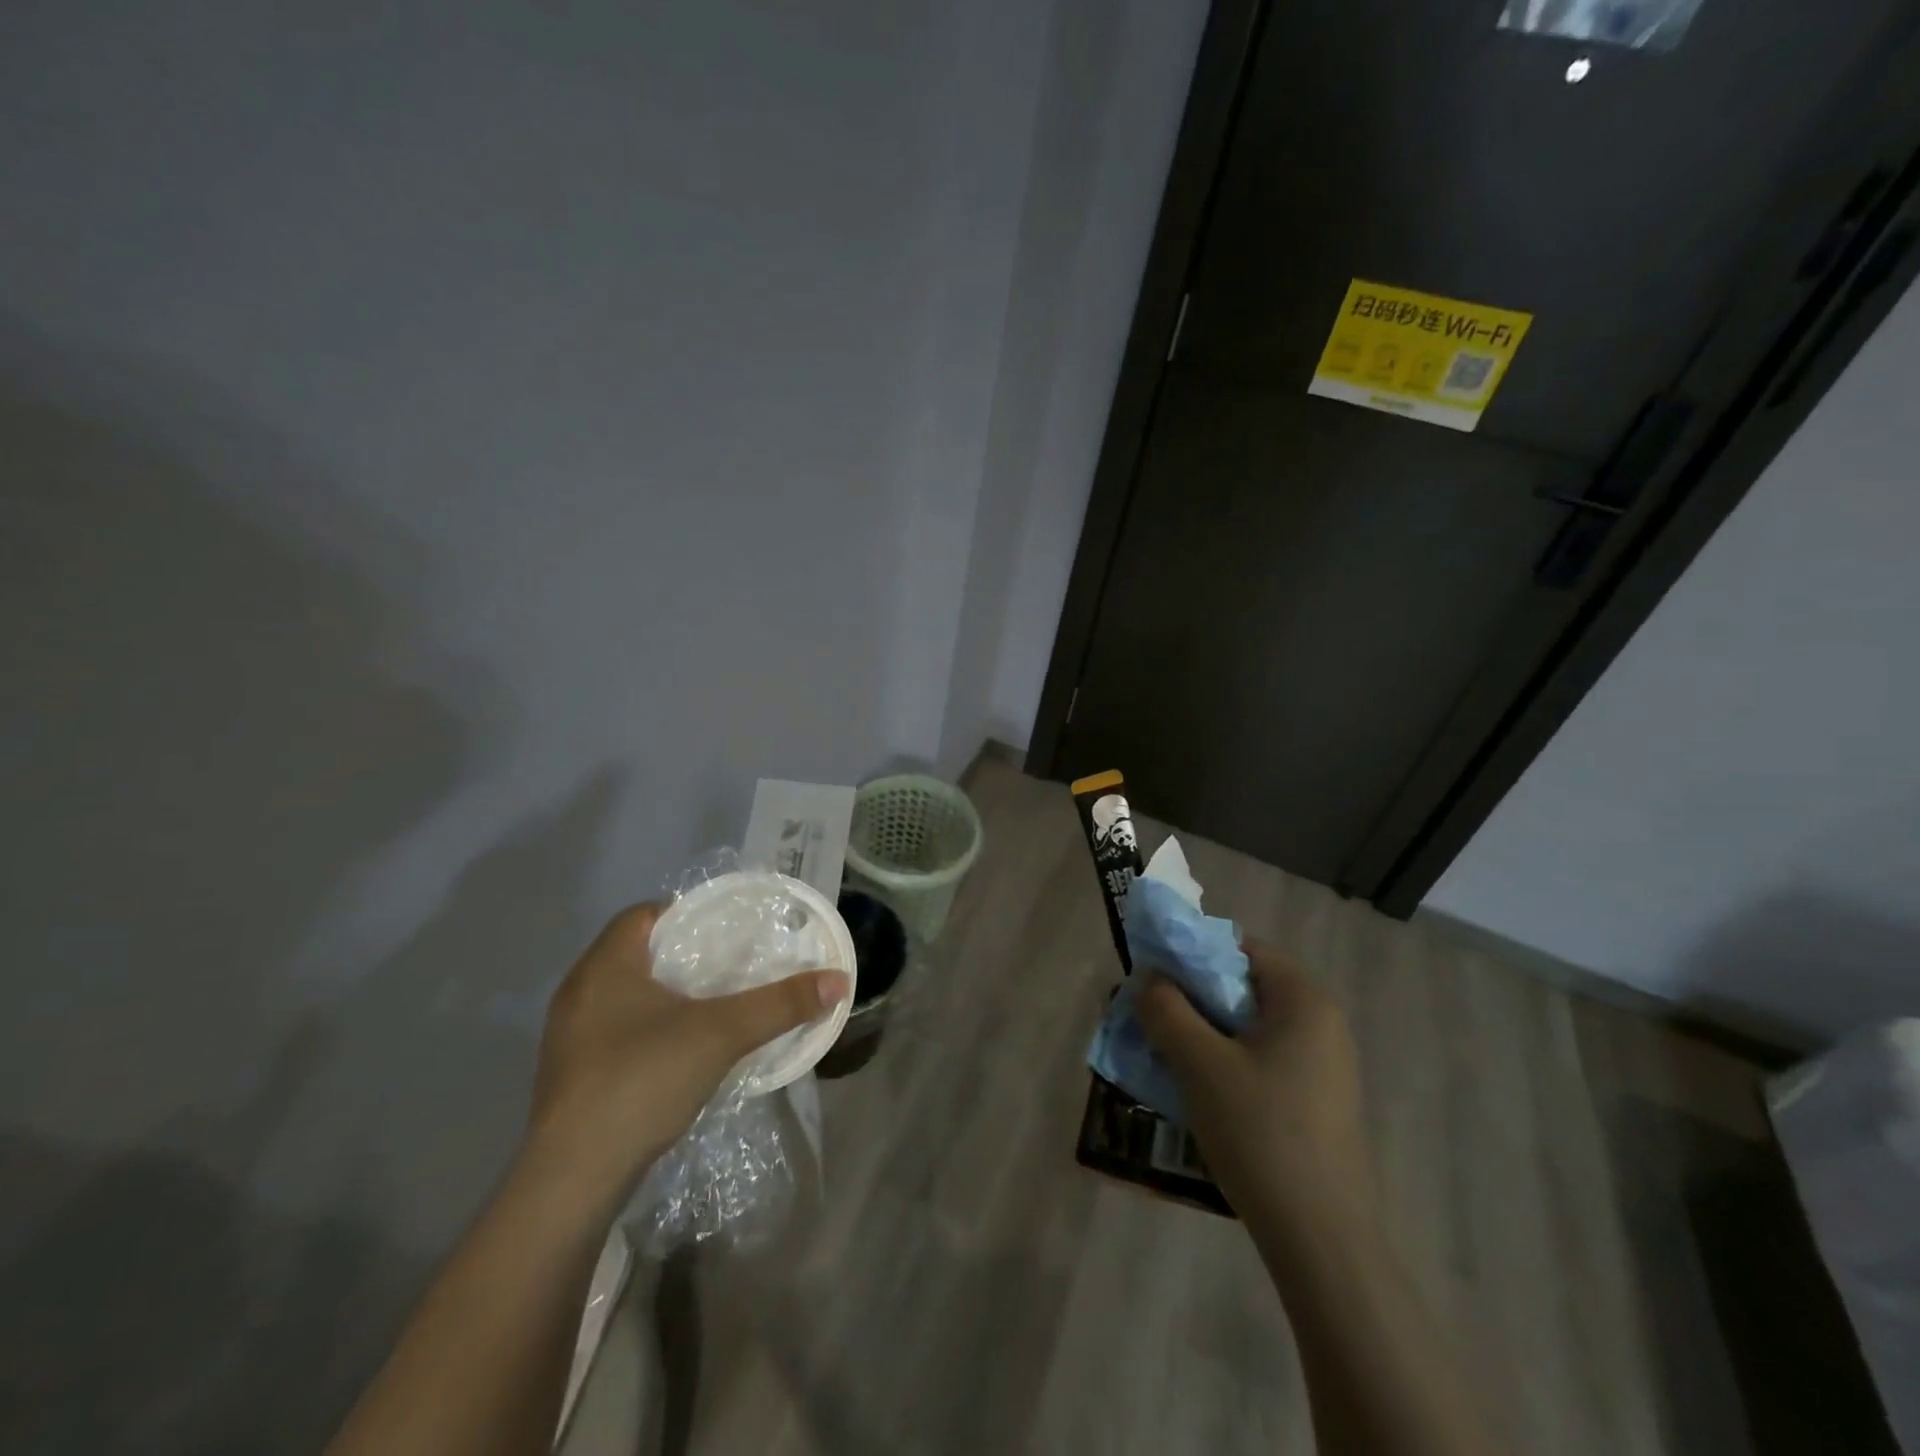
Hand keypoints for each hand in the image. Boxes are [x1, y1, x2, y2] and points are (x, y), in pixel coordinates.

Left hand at [521, 903, 849, 1209]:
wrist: (572, 1180)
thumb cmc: (641, 1081)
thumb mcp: (721, 1034)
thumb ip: (779, 1004)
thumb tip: (838, 980)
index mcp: (604, 966)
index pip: (643, 914)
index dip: (685, 913)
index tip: (726, 929)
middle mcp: (579, 992)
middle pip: (637, 953)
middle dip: (684, 955)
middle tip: (731, 963)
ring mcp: (570, 1037)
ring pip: (626, 995)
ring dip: (667, 994)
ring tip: (715, 1004)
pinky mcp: (572, 1074)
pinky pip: (617, 1031)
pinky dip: (650, 1028)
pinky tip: (682, 1050)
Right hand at [1136, 940, 1375, 1253]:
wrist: (1321, 1240)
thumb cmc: (1261, 1133)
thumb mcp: (1200, 1064)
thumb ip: (1166, 1010)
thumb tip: (1149, 979)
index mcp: (1303, 999)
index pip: (1239, 946)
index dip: (1191, 952)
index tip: (1153, 976)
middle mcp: (1320, 1021)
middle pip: (1243, 985)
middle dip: (1191, 995)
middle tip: (1150, 1016)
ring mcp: (1322, 1063)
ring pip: (1247, 1025)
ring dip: (1202, 1030)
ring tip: (1164, 1052)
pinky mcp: (1315, 1099)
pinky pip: (1259, 1057)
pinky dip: (1224, 1059)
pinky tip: (1196, 1088)